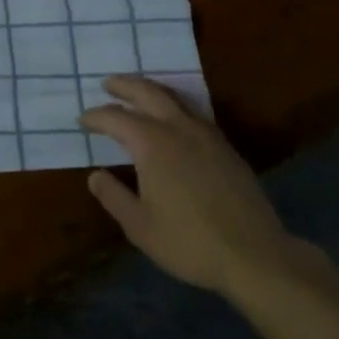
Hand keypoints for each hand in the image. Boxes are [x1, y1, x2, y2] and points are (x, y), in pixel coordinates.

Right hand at [80, 76, 308, 302]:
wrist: (255, 255)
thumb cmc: (190, 242)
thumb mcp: (140, 227)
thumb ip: (114, 197)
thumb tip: (95, 175)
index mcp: (151, 143)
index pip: (116, 118)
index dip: (96, 117)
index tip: (83, 119)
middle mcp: (177, 127)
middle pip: (147, 92)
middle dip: (124, 85)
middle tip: (108, 84)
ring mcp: (205, 134)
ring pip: (174, 97)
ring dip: (151, 89)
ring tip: (138, 92)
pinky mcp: (225, 146)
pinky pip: (193, 112)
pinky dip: (175, 105)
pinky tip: (174, 118)